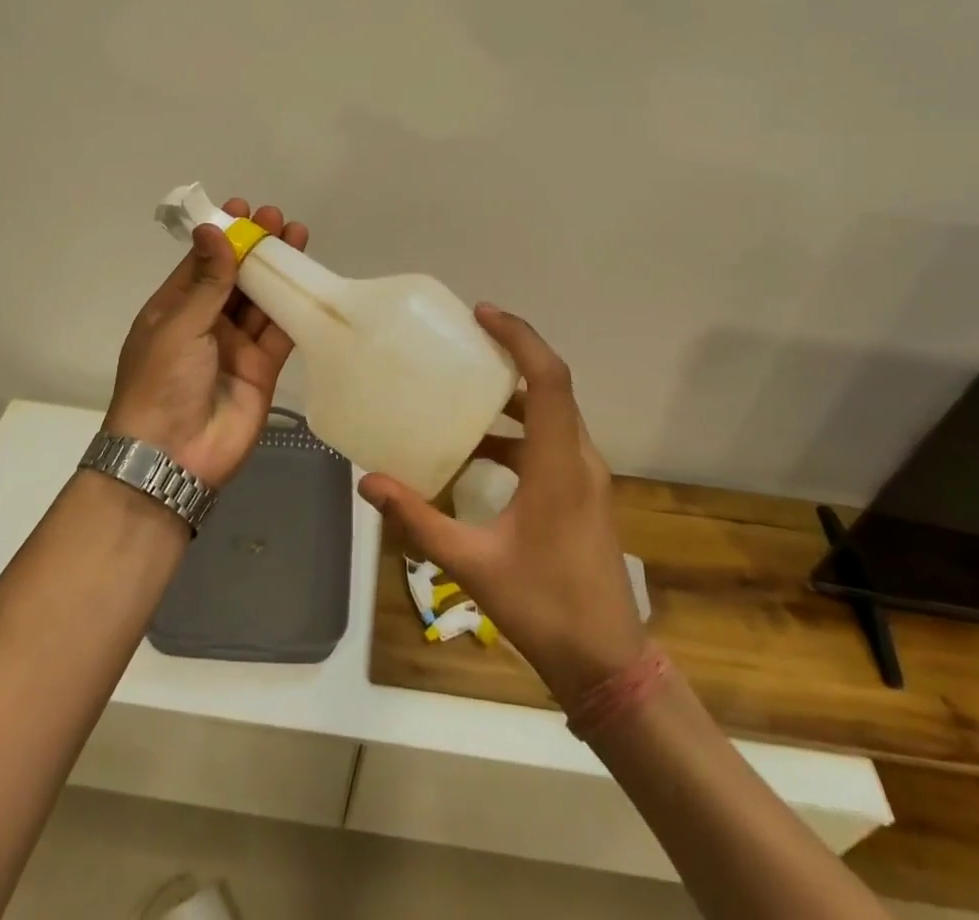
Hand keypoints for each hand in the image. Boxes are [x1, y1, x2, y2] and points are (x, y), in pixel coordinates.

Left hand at [105, 199, 308, 489]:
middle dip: (255, 248)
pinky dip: (294, 307)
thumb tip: (213, 230)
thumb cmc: (162, 383)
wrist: (173, 457)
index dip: (222, 236)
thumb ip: (206, 280)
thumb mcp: (179, 326)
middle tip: (277, 218)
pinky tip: (308, 280)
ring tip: (298, 236)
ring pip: (261, 300)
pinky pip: (280, 332)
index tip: (243, 209)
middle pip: (235, 278)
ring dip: (278, 271)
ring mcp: (235, 346)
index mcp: (174, 310)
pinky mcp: (262, 369)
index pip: (202, 263)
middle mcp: (206, 324)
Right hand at [359, 305, 646, 708]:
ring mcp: (587, 478)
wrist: (609, 664)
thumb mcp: (472, 564)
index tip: (481, 314)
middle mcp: (580, 460)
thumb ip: (418, 520)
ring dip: (514, 395)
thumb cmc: (545, 607)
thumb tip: (369, 483)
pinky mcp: (584, 496)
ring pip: (554, 415)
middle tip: (465, 340)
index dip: (519, 338)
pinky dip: (519, 431)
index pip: (548, 379)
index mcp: (559, 465)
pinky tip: (479, 453)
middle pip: (552, 387)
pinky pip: (552, 442)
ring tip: (464, 389)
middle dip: (512, 355)